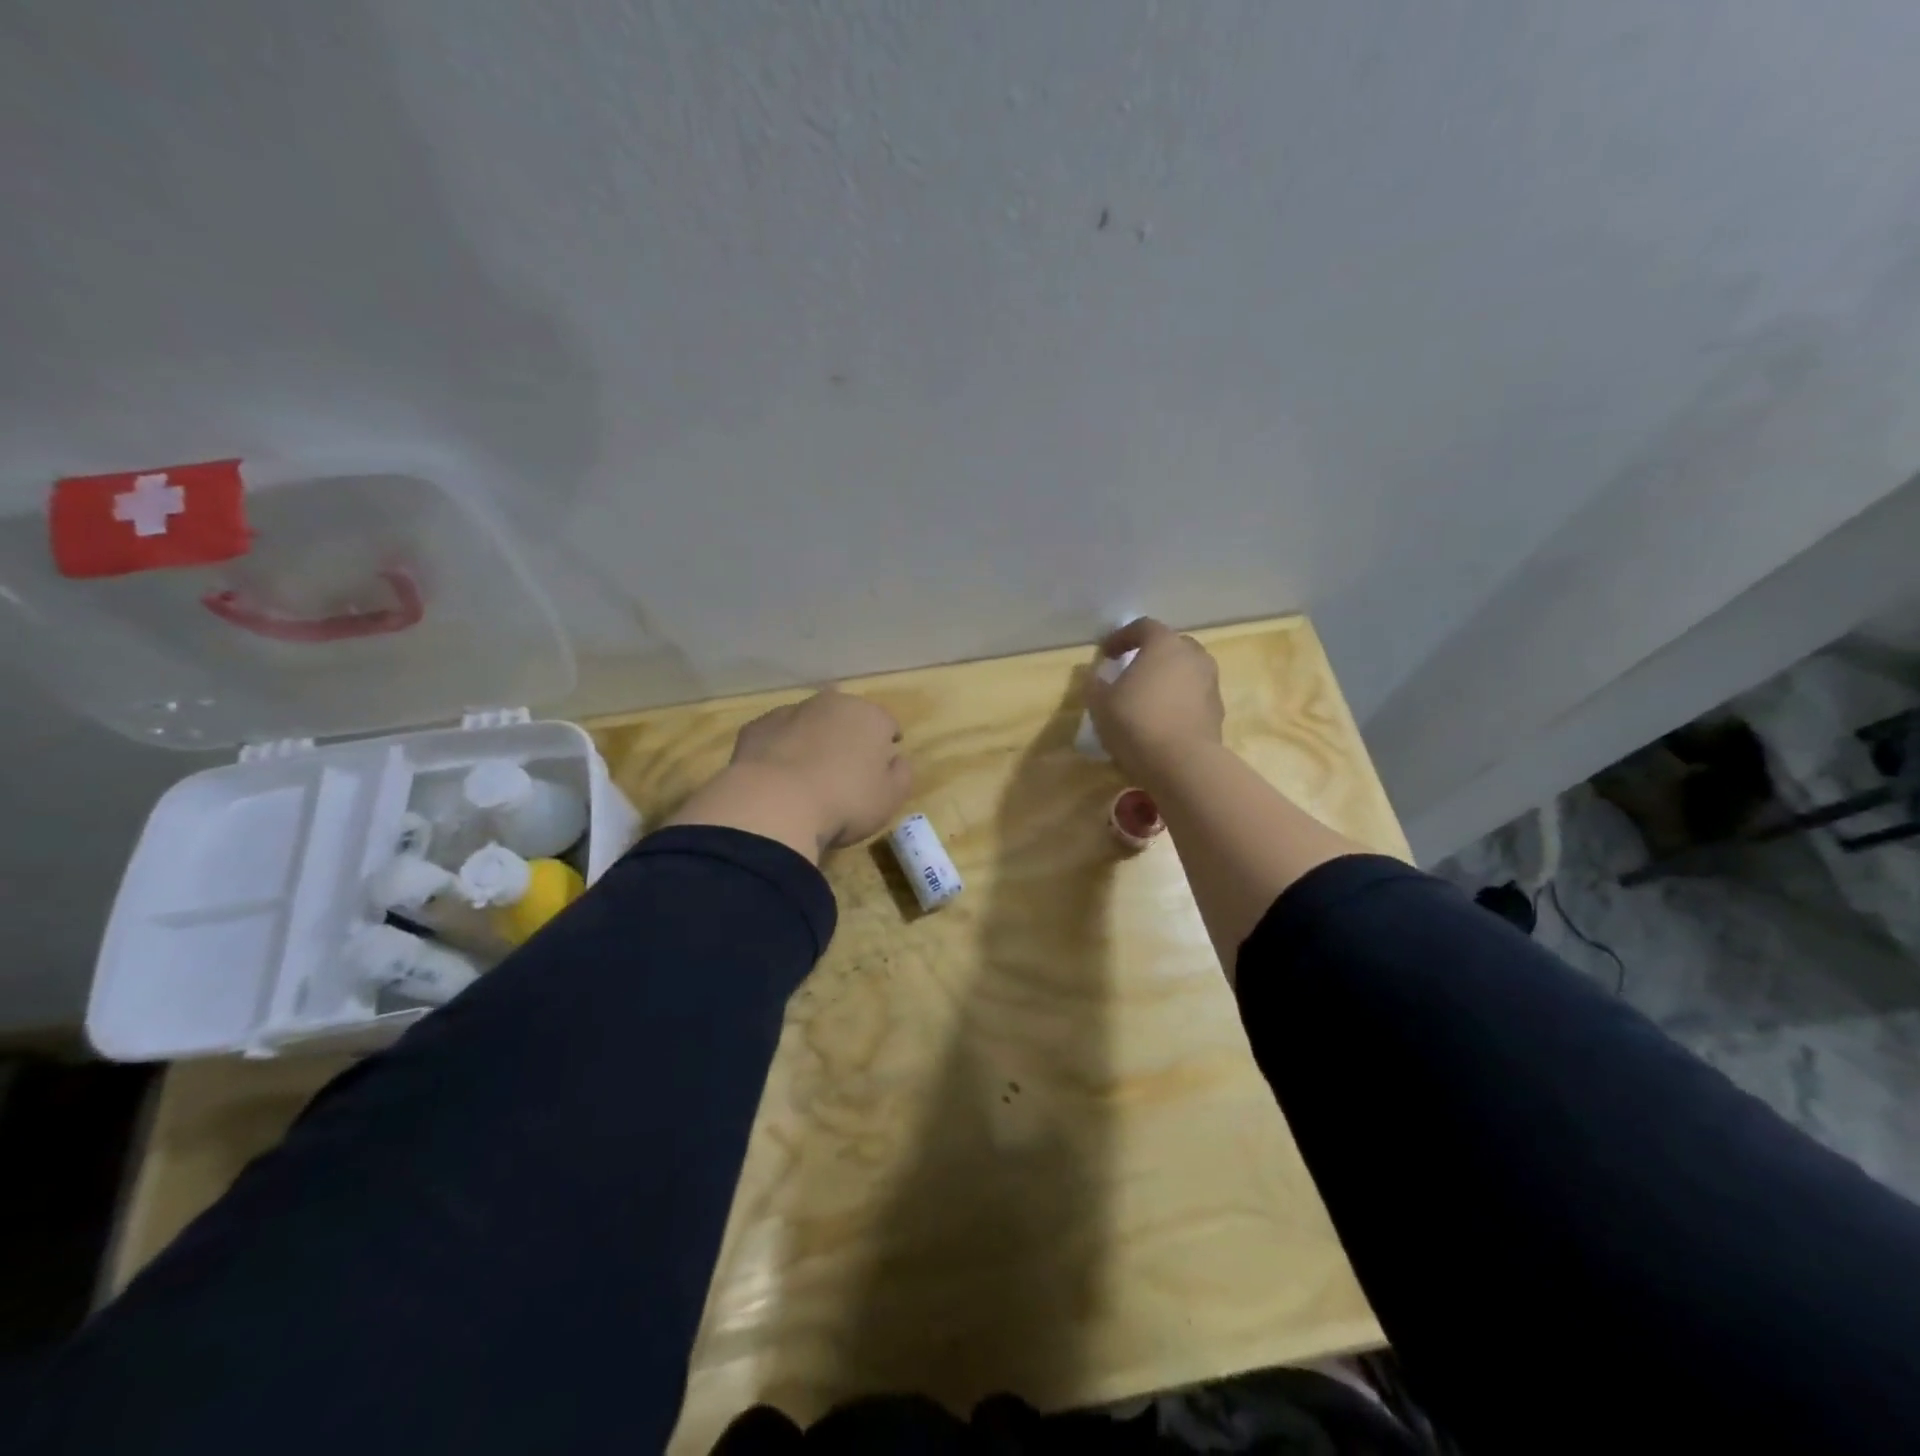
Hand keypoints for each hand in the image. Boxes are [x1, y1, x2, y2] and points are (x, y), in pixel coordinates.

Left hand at [729, 690, 910, 848]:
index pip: (887, 724)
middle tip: (845, 772)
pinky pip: (777, 737)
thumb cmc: (845, 801)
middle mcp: (830, 703)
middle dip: (847, 737)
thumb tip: (896, 760)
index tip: (882, 768)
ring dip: (812, 741)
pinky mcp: (756, 728)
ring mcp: (789, 712)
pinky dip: (780, 750)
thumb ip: (901, 774)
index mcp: (869, 715)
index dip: (886, 745)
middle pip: (846, 718)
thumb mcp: (890, 798)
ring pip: (809, 723)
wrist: (774, 804)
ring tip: (808, 777)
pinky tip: (778, 779)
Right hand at [1084, 618, 1224, 785]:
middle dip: (1151, 655)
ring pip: (1186, 672)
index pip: (1143, 627)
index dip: (1121, 637)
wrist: (1183, 764)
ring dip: (1167, 679)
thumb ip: (1094, 684)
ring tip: (1148, 698)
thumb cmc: (1136, 722)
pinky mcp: (1218, 712)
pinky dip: (1178, 702)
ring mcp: (1211, 683)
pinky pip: (1194, 697)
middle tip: (1132, 670)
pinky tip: (1162, 720)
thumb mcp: (1100, 703)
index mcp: (1165, 644)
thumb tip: (1095, 676)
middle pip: (1171, 645)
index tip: (1106, 653)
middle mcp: (1193, 656)